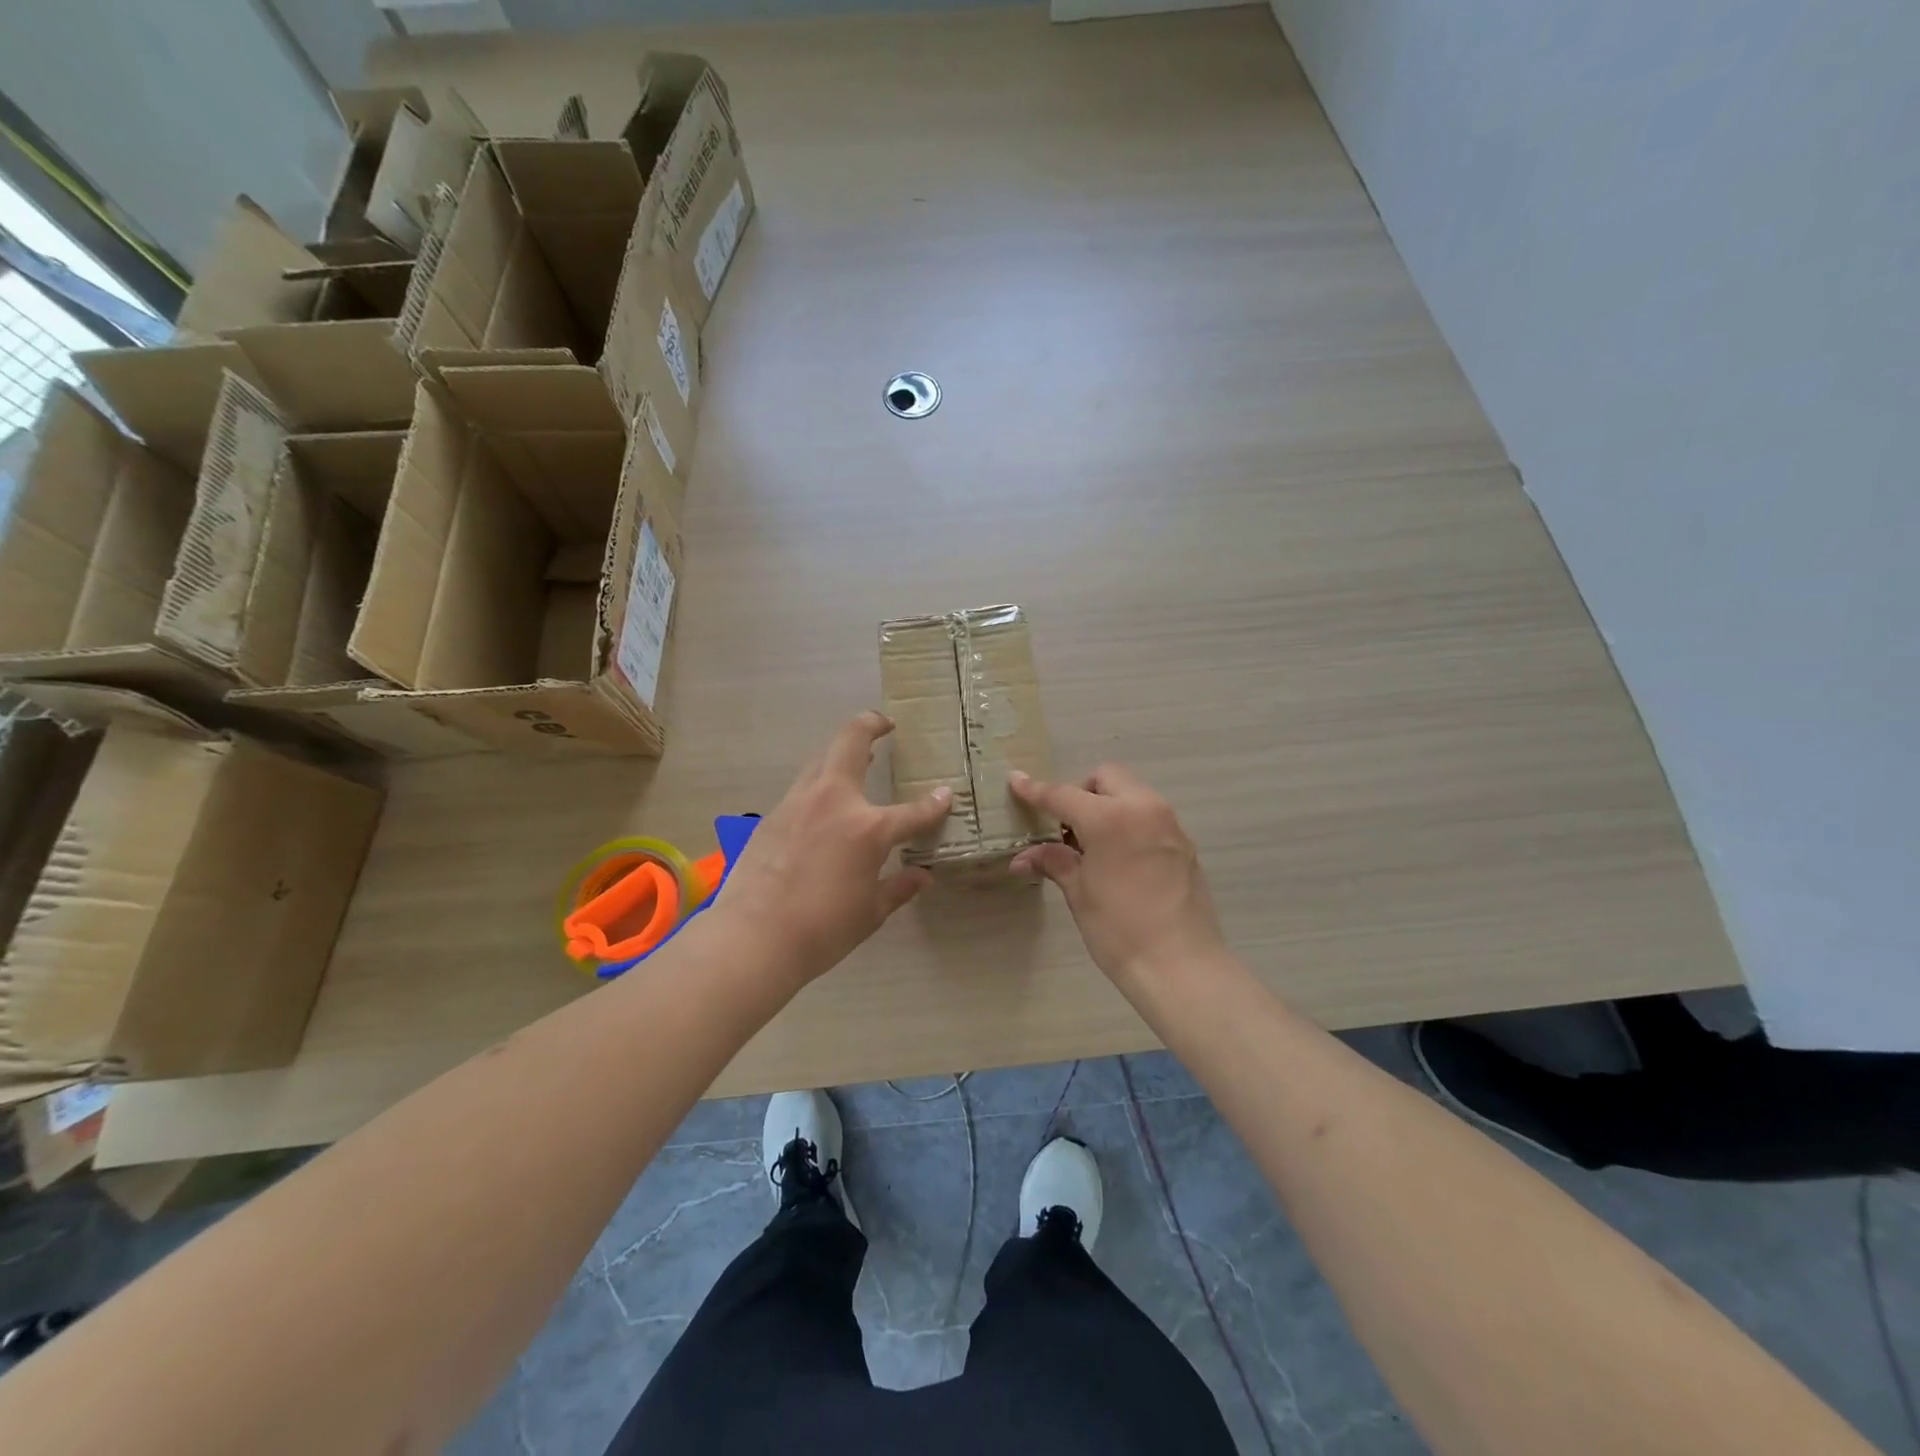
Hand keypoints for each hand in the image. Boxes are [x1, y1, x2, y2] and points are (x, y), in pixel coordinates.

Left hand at [714, 711, 951, 988]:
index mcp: (868, 828)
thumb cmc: (821, 929)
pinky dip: (820, 784)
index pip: (912, 812)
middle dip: (870, 725)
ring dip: (841, 752)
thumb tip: (922, 876)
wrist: (753, 937)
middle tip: (884, 724)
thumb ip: (899, 888)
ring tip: (858, 758)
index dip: (934, 805)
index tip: (945, 795)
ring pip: (822, 759)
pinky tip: (823, 805)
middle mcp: (834, 802)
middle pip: (851, 742)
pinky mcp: (773, 816)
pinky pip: (803, 787)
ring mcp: (798, 803)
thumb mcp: (870, 912)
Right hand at [1009, 764, 1227, 990]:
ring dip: (1107, 805)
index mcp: (1111, 818)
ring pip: (1131, 793)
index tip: (1016, 781)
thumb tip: (1024, 857)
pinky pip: (1149, 816)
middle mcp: (1144, 808)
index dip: (1036, 791)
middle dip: (1081, 793)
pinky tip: (1119, 858)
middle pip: (1106, 778)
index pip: (1064, 795)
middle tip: (1065, 827)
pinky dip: (1128, 822)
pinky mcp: (1184, 843)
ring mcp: (1169, 824)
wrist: (1181, 966)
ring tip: (1091, 845)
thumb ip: (1054, 862)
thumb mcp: (1079, 893)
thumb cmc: (1120, 929)